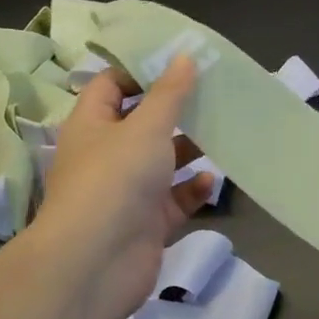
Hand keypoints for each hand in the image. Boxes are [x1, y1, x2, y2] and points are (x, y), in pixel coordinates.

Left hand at [31, 57, 213, 318]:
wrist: (96, 263)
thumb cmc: (115, 179)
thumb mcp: (146, 127)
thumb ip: (169, 93)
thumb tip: (183, 56)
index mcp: (93, 123)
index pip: (112, 84)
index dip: (142, 69)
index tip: (181, 60)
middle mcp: (107, 153)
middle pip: (143, 122)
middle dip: (177, 110)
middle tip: (215, 92)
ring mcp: (127, 190)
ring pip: (163, 161)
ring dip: (190, 149)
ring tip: (225, 132)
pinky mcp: (147, 221)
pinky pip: (174, 198)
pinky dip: (192, 189)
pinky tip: (212, 181)